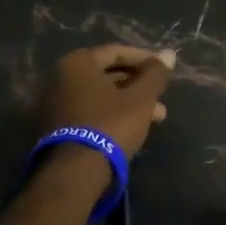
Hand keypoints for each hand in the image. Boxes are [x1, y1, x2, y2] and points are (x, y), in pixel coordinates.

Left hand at [40, 44, 175, 158]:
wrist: (75, 172)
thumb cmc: (111, 125)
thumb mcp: (141, 98)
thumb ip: (155, 74)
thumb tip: (169, 53)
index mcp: (78, 63)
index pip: (116, 52)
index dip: (144, 59)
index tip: (163, 71)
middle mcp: (61, 78)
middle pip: (108, 75)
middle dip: (138, 86)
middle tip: (162, 98)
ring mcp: (56, 104)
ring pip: (101, 96)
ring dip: (130, 103)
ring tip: (156, 118)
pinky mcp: (58, 127)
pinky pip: (91, 112)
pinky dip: (112, 115)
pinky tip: (134, 128)